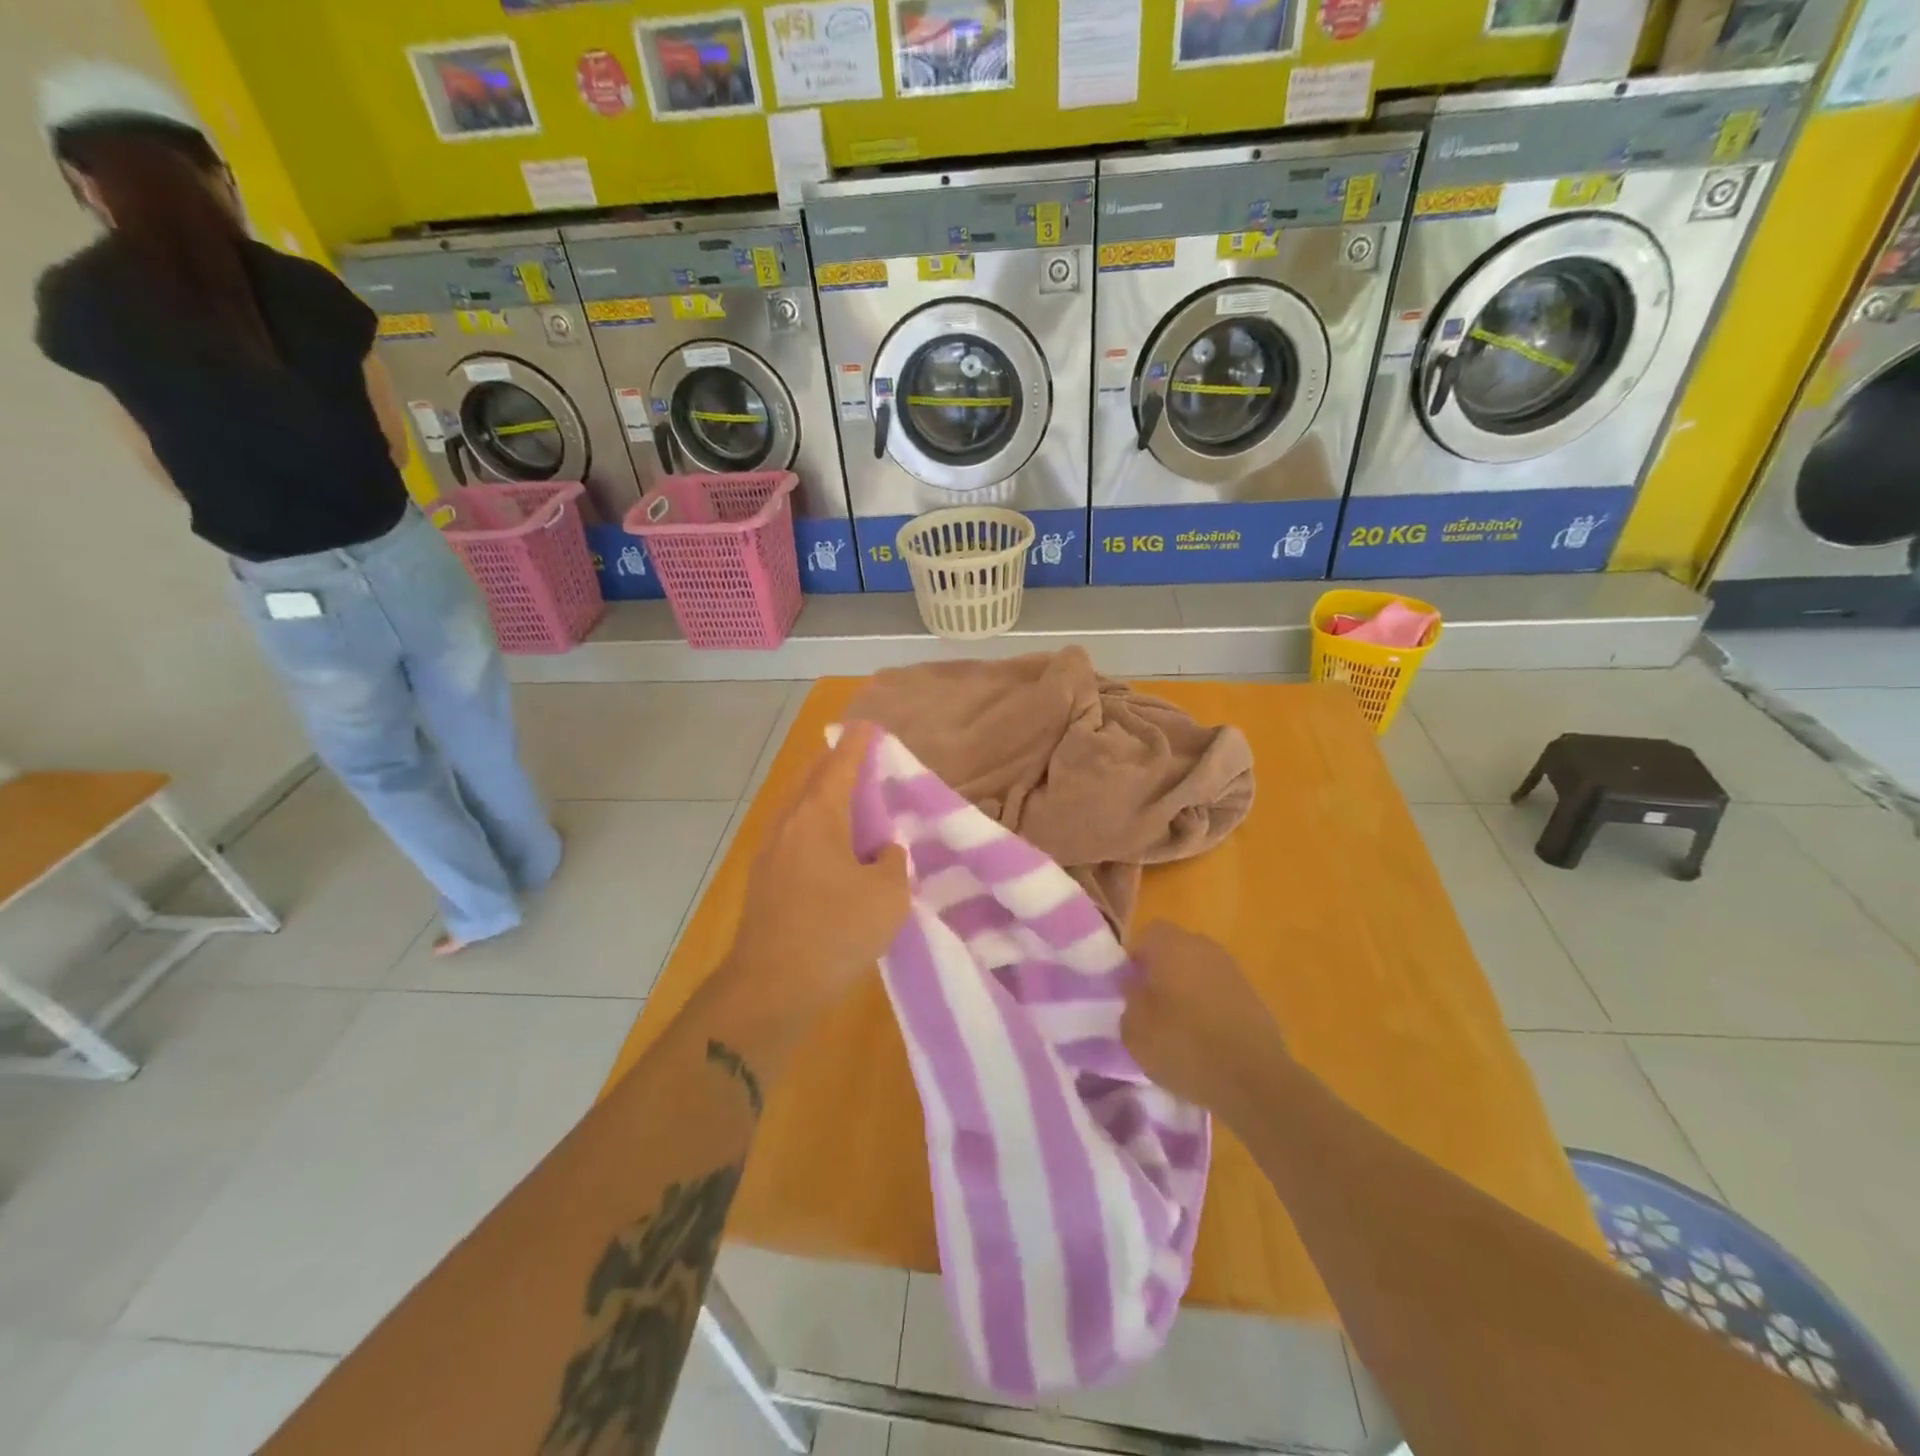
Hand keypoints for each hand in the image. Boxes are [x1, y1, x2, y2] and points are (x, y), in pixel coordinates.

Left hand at [726, 721, 908, 1022]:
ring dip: (823, 797)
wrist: (771, 987)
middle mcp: (788, 824)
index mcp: (818, 816)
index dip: (858, 743)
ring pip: (799, 809)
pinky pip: (794, 836)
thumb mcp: (887, 895)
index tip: (869, 724)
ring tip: (850, 801)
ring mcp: (769, 853)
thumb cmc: (835, 931)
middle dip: (835, 764)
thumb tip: (881, 852)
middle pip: (812, 779)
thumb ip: (891, 862)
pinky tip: (831, 848)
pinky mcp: (763, 882)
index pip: (841, 765)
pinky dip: (815, 827)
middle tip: (860, 758)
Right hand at [1121, 922, 1289, 1120]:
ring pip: (1200, 969)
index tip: (1130, 986)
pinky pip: (1220, 991)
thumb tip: (1135, 987)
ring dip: (1188, 988)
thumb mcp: (1135, 1030)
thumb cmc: (1184, 1046)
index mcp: (1171, 946)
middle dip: (1162, 970)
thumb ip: (1129, 1000)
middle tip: (1151, 1004)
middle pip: (1176, 949)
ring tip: (1178, 1024)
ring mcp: (1233, 970)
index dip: (1136, 958)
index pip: (1147, 934)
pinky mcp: (1254, 996)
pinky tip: (1206, 1037)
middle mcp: (1204, 948)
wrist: (1253, 1079)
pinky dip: (1210, 1006)